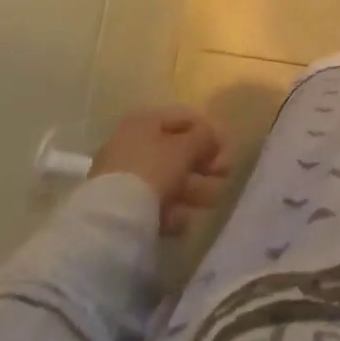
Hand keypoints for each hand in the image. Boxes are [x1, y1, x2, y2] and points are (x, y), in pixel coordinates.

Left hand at [89, 108, 229, 236]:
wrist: (111, 220)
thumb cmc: (152, 170)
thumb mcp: (185, 147)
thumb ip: (204, 137)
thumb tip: (211, 135)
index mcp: (144, 121)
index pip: (185, 118)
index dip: (210, 131)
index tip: (228, 149)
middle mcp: (132, 144)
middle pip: (177, 151)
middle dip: (204, 165)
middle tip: (225, 176)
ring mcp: (124, 177)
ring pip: (168, 179)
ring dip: (194, 189)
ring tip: (211, 202)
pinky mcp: (120, 207)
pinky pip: (153, 203)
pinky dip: (172, 211)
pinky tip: (183, 222)